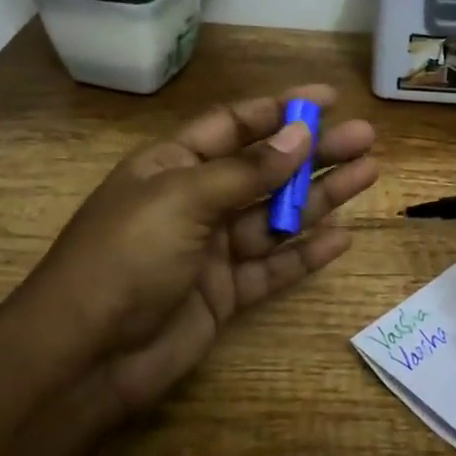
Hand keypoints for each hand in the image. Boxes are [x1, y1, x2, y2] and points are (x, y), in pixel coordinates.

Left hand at [12, 86, 378, 410]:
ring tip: (368, 174)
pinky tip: (342, 238)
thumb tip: (300, 135)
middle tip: (365, 138)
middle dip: (314, 152)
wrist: (86, 357)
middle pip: (265, 169)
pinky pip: (274, 266)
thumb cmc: (126, 258)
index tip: (328, 99)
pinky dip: (306, 253)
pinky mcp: (226, 293)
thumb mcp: (183, 199)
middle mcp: (195, 201)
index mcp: (172, 166)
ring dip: (321, 197)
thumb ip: (247, 171)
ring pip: (277, 216)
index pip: (234, 125)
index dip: (280, 110)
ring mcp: (212, 250)